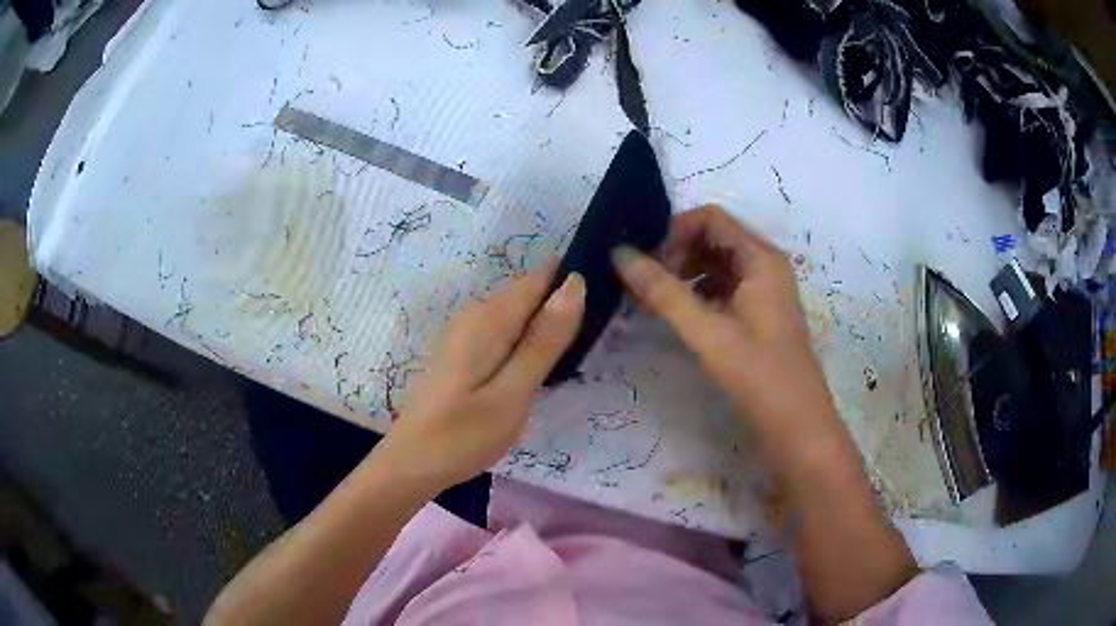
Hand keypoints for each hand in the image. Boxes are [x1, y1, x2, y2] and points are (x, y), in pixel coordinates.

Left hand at [377, 262, 585, 488]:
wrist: (411, 462)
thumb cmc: (464, 435)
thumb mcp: (513, 393)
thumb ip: (544, 340)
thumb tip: (574, 284)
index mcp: (489, 318)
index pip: (540, 277)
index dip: (572, 279)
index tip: (606, 296)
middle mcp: (474, 314)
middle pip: (528, 294)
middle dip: (561, 306)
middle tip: (597, 338)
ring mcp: (463, 332)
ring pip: (516, 314)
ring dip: (543, 326)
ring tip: (574, 353)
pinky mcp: (459, 351)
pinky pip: (502, 331)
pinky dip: (524, 341)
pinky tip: (536, 367)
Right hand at [612, 205, 835, 437]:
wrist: (797, 426)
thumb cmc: (757, 374)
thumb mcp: (707, 331)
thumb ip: (662, 291)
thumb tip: (619, 254)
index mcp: (760, 258)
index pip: (711, 219)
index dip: (674, 231)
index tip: (645, 260)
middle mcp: (764, 266)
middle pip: (714, 239)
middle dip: (676, 253)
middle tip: (643, 283)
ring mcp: (764, 291)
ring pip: (717, 265)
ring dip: (684, 274)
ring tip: (653, 300)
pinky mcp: (759, 314)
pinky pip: (724, 289)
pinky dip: (697, 294)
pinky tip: (677, 316)